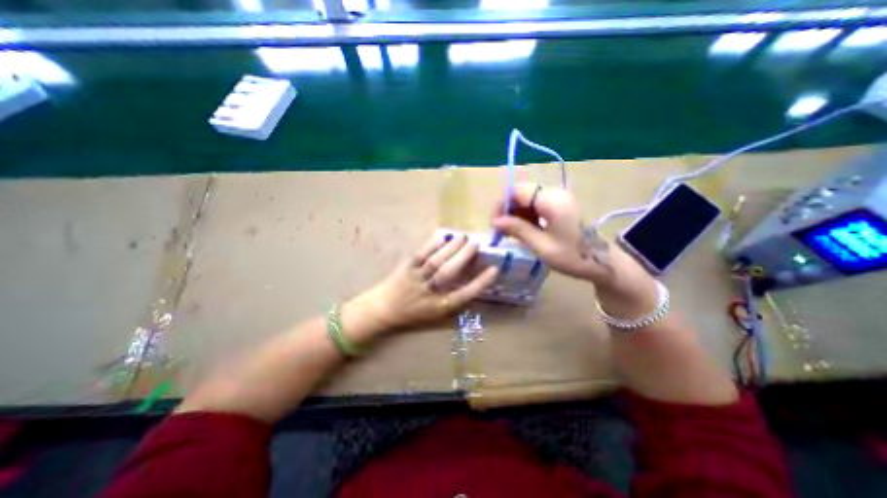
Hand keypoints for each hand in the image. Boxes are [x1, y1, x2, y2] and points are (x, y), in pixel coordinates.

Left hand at [346, 232, 496, 333]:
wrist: (384, 308)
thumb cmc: (414, 312)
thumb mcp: (436, 312)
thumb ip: (453, 298)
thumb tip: (472, 279)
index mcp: (439, 306)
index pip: (464, 295)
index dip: (480, 283)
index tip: (494, 269)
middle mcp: (429, 293)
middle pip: (449, 274)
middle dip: (464, 257)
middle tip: (476, 244)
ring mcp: (416, 279)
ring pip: (436, 262)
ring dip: (451, 248)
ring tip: (463, 237)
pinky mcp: (406, 268)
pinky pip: (420, 255)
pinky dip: (432, 245)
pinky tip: (442, 237)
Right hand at [492, 185, 656, 316]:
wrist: (603, 263)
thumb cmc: (573, 257)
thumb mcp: (542, 246)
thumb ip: (518, 230)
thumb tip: (495, 221)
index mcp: (552, 201)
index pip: (517, 191)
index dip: (502, 204)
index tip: (495, 223)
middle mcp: (555, 193)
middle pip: (521, 192)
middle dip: (507, 209)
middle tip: (501, 230)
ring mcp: (558, 198)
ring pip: (527, 199)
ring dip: (515, 213)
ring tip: (511, 233)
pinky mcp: (559, 205)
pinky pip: (535, 205)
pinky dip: (525, 216)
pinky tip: (524, 230)